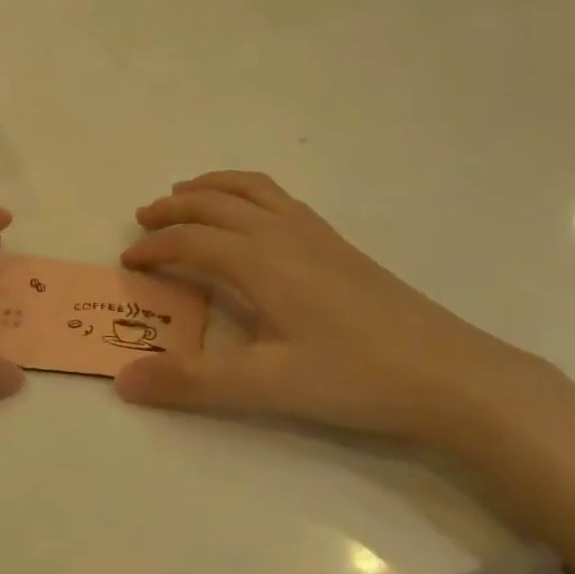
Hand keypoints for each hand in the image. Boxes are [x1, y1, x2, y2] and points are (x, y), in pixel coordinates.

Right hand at [117, 172, 561, 447]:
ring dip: (210, 187)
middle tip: (143, 220)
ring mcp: (315, 234)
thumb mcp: (267, 386)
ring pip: (250, 189)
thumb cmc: (355, 377)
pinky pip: (279, 198)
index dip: (154, 248)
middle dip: (173, 207)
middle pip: (214, 202)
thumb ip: (193, 381)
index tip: (128, 263)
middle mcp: (282, 233)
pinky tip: (252, 217)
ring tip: (186, 196)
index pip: (191, 239)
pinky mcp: (338, 244)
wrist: (451, 374)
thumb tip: (124, 380)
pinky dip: (247, 192)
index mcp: (260, 260)